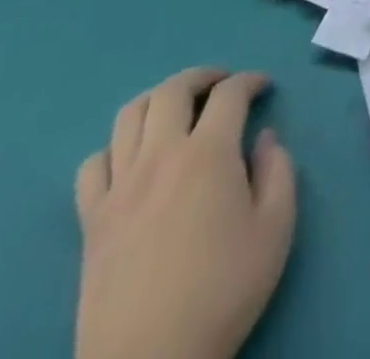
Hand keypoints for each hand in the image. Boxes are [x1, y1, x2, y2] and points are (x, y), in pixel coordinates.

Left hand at [74, 68, 296, 358]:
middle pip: (174, 89)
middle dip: (203, 76)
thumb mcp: (276, 229)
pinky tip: (132, 161)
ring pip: (130, 115)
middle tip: (222, 86)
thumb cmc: (222, 292)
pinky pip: (93, 165)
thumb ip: (279, 171)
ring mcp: (120, 187)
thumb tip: (263, 139)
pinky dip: (114, 148)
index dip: (251, 81)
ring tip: (178, 110)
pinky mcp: (91, 220)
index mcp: (209, 153)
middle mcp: (161, 155)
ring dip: (159, 100)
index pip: (231, 93)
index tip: (264, 88)